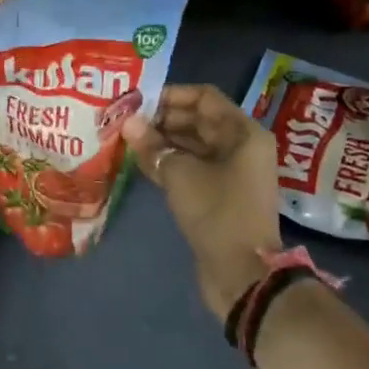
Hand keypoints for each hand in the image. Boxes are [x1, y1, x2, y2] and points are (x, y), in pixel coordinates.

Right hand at [124, 85, 282, 318]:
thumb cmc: (217, 213)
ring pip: (193, 145)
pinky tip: (139, 161)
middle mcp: (240, 147)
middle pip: (198, 120)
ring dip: (162, 141)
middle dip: (162, 119)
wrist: (242, 274)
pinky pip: (192, 167)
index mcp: (242, 133)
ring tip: (126, 139)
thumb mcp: (180, 175)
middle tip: (126, 120)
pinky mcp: (220, 194)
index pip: (204, 97)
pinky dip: (169, 162)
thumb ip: (153, 145)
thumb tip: (128, 123)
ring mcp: (231, 172)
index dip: (171, 95)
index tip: (138, 101)